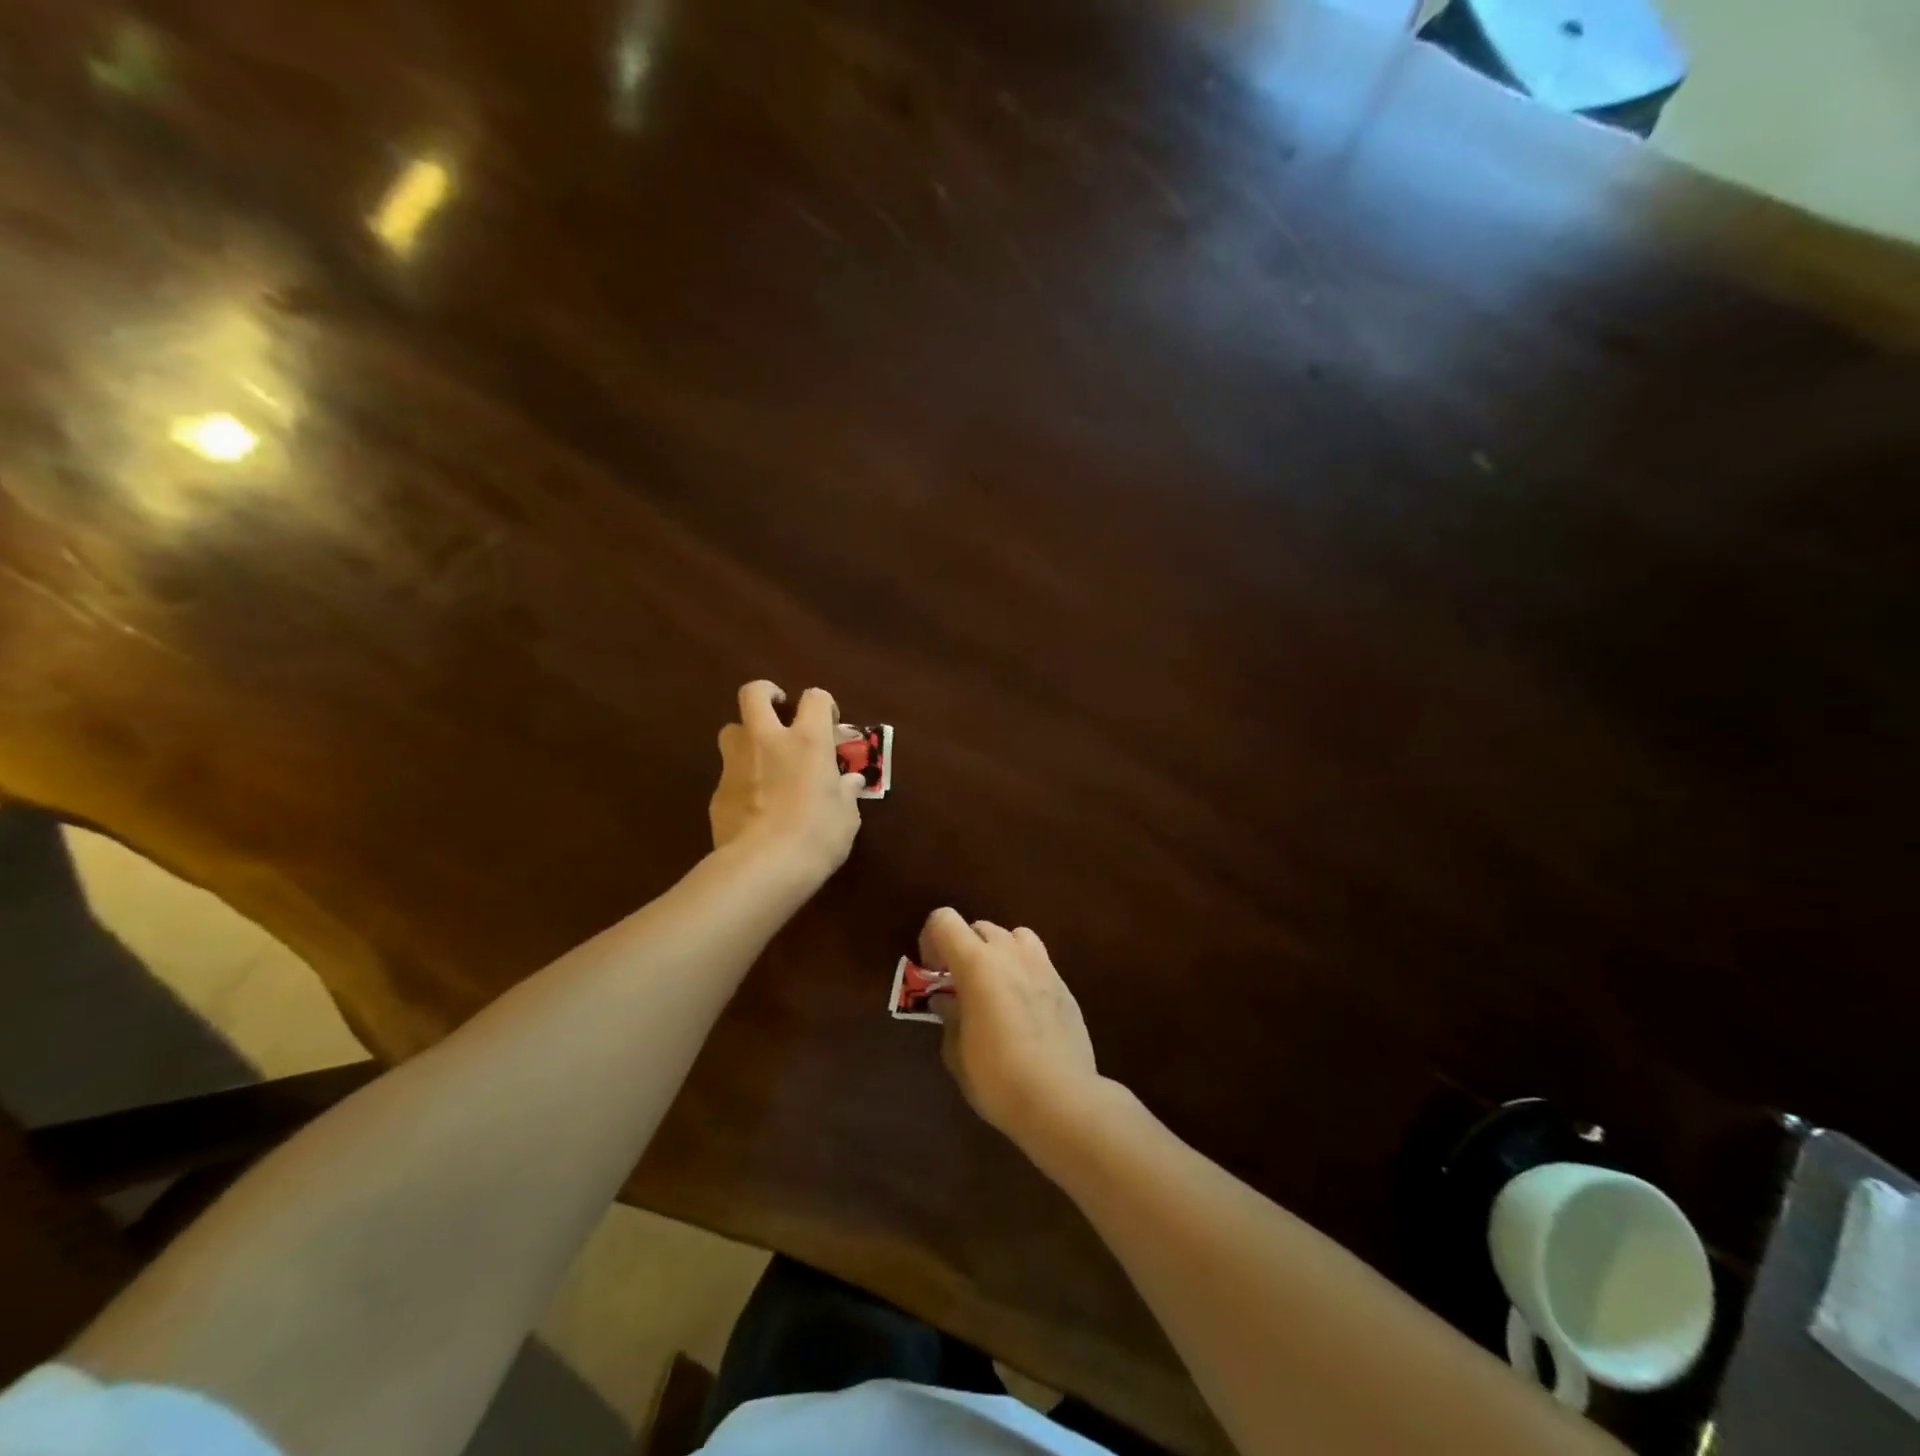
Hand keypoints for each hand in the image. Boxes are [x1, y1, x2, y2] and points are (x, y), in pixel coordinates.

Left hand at [710, 681, 864, 880]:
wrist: (763, 867)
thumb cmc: (817, 836)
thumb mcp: (846, 816)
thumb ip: (845, 791)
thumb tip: (850, 782)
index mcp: (808, 740)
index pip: (815, 698)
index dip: (824, 704)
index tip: (830, 724)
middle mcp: (767, 740)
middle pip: (754, 693)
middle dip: (766, 693)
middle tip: (778, 708)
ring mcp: (736, 763)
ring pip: (731, 729)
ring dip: (746, 736)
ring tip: (762, 757)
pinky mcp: (717, 792)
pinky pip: (728, 772)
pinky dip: (740, 779)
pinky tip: (753, 804)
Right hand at [920, 908, 1105, 1148]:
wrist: (1061, 1098)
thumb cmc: (997, 1076)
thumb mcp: (957, 1051)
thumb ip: (950, 1016)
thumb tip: (949, 1001)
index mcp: (977, 962)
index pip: (944, 920)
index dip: (931, 939)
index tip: (932, 973)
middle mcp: (1010, 953)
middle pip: (979, 927)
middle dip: (964, 949)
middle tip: (959, 986)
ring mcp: (1042, 965)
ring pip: (1014, 937)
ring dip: (998, 953)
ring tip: (994, 989)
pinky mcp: (1064, 985)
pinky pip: (1037, 962)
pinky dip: (1022, 973)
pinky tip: (1022, 1010)